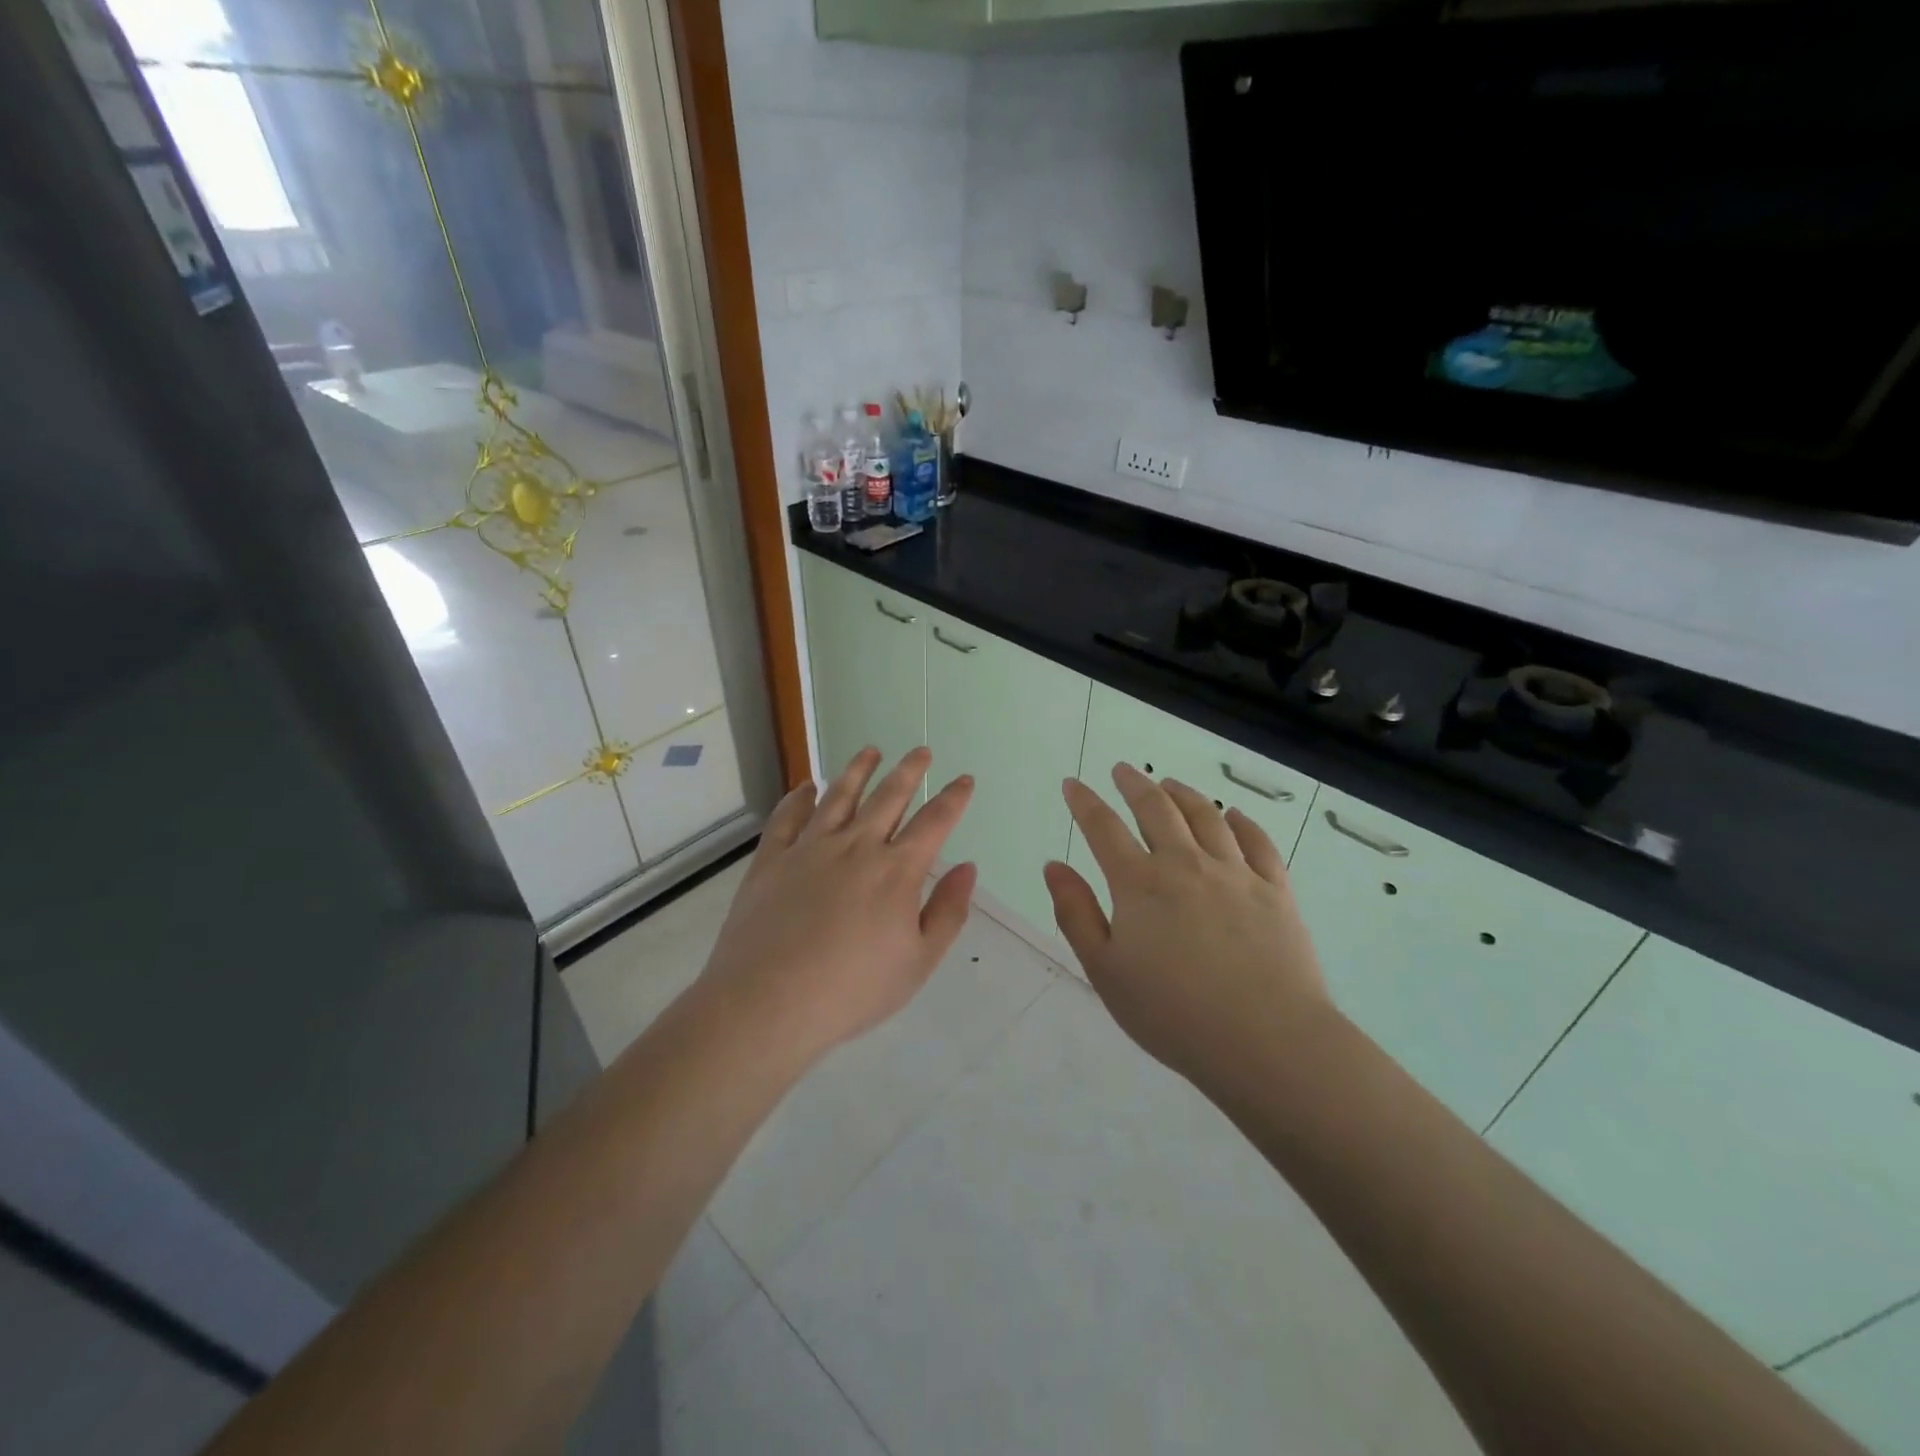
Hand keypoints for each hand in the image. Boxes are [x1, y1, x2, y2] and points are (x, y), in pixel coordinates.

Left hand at [699, 747, 975, 1068]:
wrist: (768, 1002)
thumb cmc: (852, 990)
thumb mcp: (918, 962)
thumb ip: (947, 912)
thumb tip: (966, 868)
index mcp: (896, 871)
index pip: (934, 822)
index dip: (953, 798)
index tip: (964, 779)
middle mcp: (856, 846)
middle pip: (888, 797)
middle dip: (910, 771)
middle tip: (921, 751)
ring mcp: (810, 848)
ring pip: (840, 796)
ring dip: (858, 770)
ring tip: (870, 751)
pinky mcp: (772, 859)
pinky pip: (788, 817)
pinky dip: (799, 797)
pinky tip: (806, 787)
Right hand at [1043, 763, 1335, 1095]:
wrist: (1267, 1041)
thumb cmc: (1174, 1013)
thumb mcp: (1105, 971)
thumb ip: (1076, 913)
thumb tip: (1053, 866)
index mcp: (1140, 884)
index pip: (1104, 828)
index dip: (1085, 802)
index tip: (1073, 784)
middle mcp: (1186, 864)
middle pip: (1156, 809)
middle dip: (1134, 784)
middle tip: (1122, 770)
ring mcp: (1235, 873)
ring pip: (1206, 816)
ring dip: (1183, 794)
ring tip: (1169, 784)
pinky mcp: (1275, 890)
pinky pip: (1258, 842)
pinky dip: (1242, 822)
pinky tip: (1234, 816)